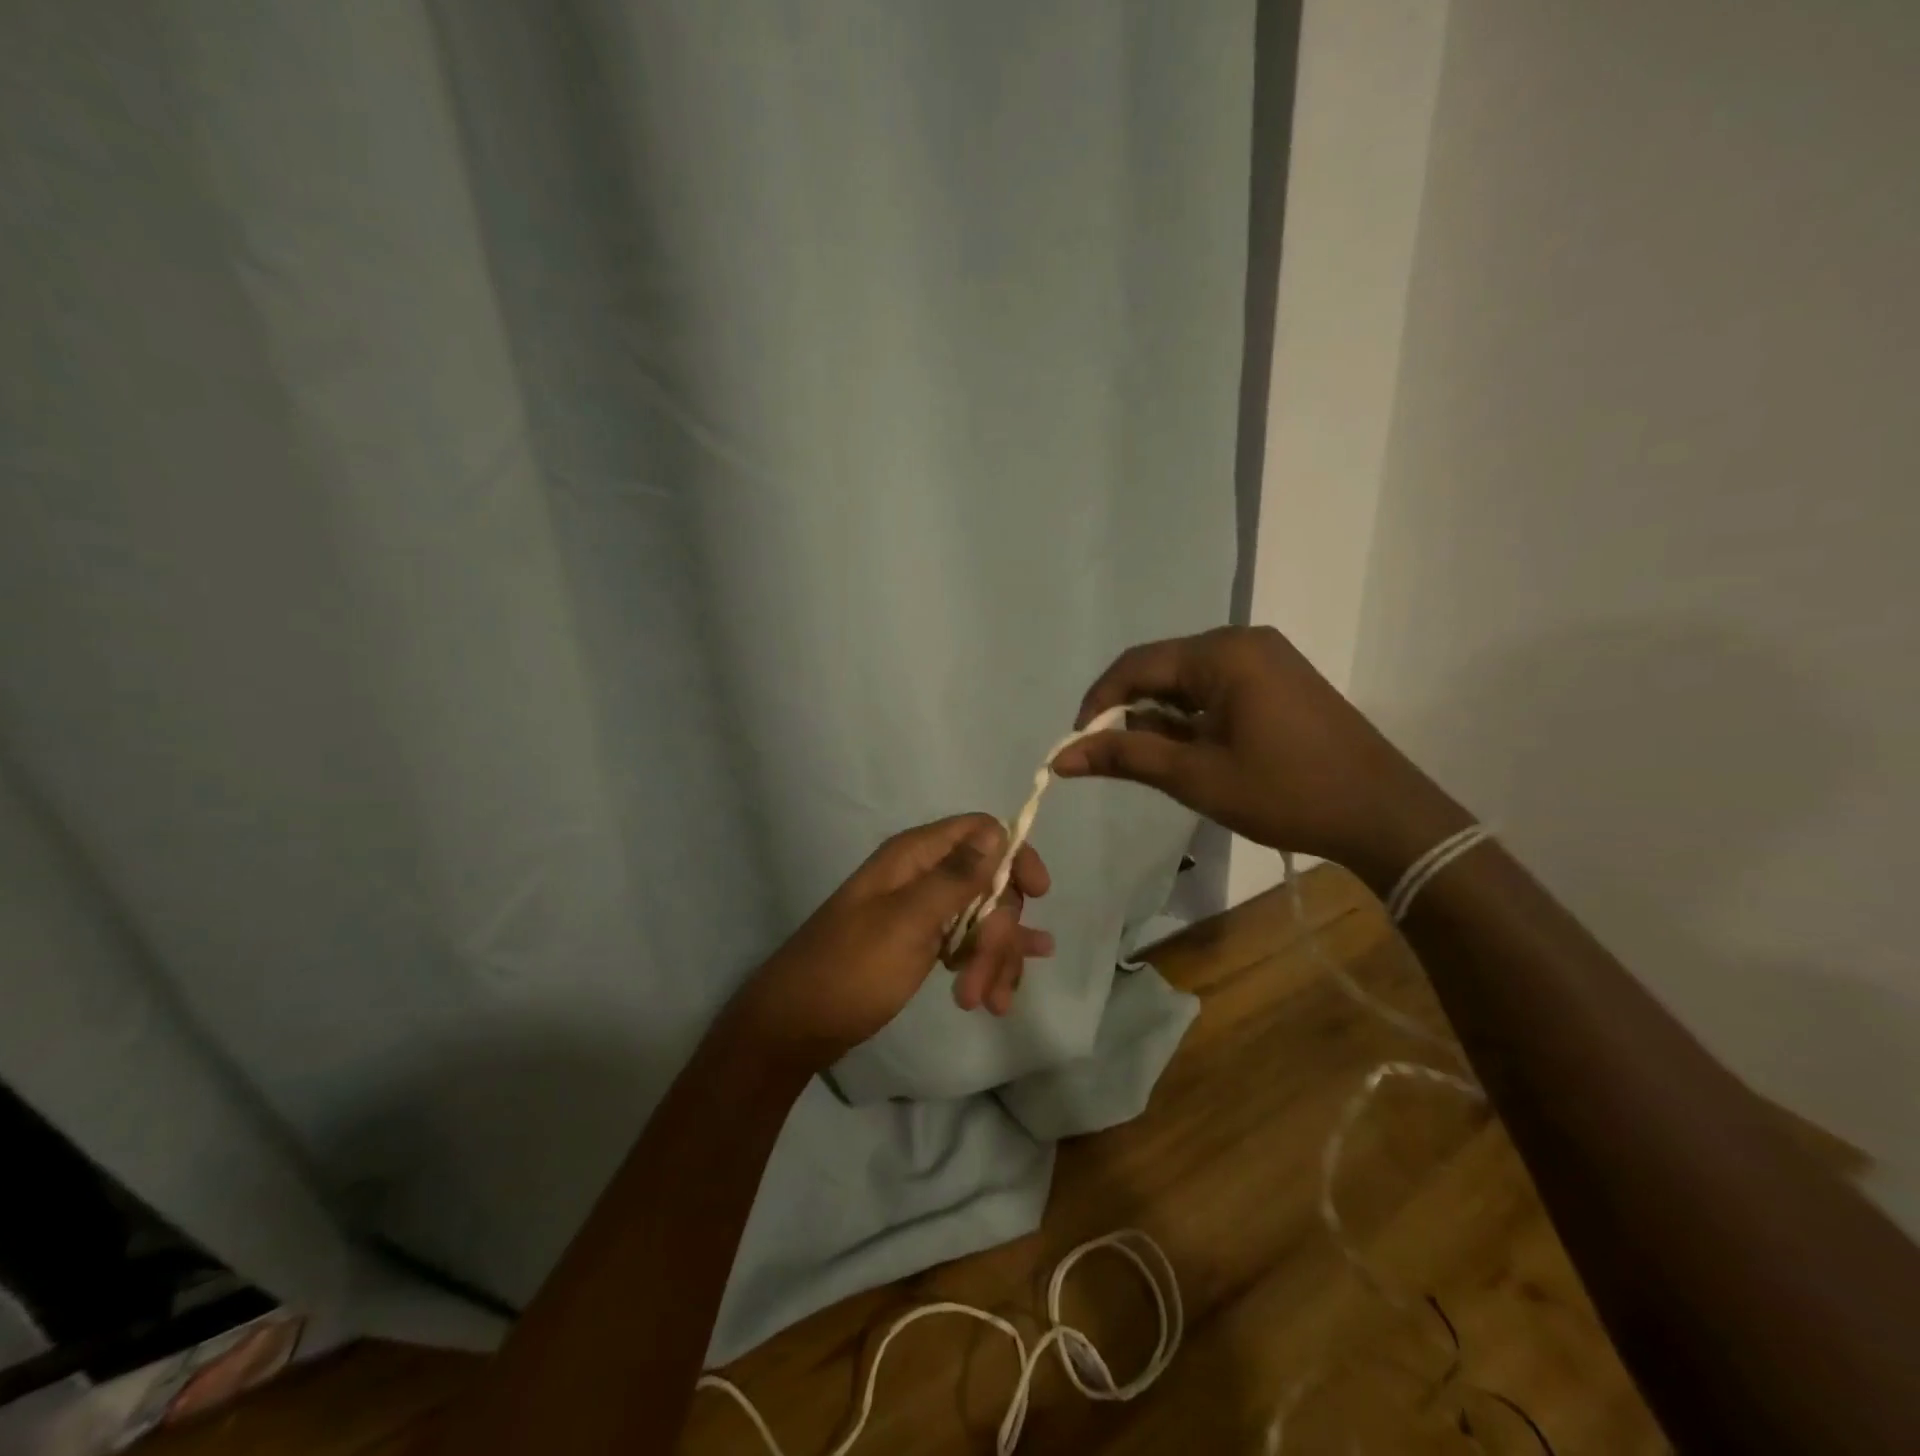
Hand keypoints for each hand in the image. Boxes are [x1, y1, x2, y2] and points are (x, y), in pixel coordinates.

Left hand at [732, 814, 1054, 1072]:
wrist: (797, 1026)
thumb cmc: (850, 969)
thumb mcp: (907, 922)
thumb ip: (956, 877)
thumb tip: (999, 831)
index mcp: (914, 857)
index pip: (981, 832)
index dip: (1015, 856)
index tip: (1039, 895)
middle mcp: (922, 876)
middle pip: (989, 884)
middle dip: (998, 933)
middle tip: (983, 982)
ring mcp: (922, 911)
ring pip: (983, 920)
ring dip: (992, 959)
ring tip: (985, 1004)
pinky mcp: (922, 944)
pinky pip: (967, 944)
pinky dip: (984, 967)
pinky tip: (1004, 992)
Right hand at [1051, 627, 1469, 887]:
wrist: (1383, 814)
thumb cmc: (1285, 793)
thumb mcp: (1196, 777)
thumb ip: (1125, 756)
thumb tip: (1061, 757)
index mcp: (1222, 653)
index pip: (1136, 664)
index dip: (1098, 702)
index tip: (1078, 744)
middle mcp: (1243, 642)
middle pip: (1161, 668)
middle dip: (1129, 710)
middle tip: (1111, 756)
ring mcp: (1266, 659)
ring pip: (1188, 680)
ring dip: (1160, 716)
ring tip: (1150, 760)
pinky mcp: (1280, 680)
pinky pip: (1217, 688)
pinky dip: (1192, 716)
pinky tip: (1188, 750)